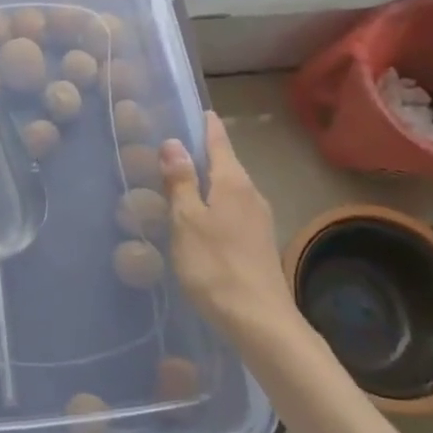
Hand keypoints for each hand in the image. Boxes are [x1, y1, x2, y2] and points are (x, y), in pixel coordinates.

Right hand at [160, 111, 300, 338]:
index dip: (206, 125)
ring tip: (179, 182)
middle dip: (202, 154)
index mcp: (233, 182)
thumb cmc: (216, 266)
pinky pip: (232, 211)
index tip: (196, 109)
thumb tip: (173, 142)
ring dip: (207, 182)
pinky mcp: (258, 244)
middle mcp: (251, 194)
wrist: (260, 322)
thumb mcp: (187, 221)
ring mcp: (258, 221)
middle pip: (225, 164)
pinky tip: (198, 220)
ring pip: (229, 189)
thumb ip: (180, 181)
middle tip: (172, 147)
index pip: (219, 141)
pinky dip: (213, 205)